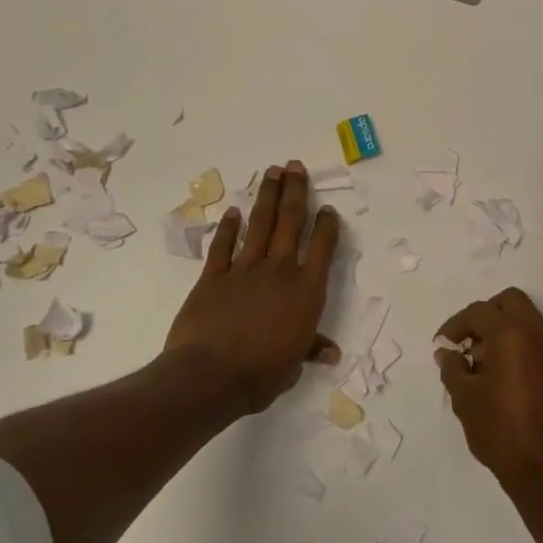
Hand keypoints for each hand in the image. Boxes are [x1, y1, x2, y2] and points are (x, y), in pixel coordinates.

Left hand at [165, 161, 340, 412]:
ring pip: (260, 224)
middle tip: (296, 166)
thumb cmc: (261, 374)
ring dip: (267, 196)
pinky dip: (228, 228)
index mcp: (306, 290)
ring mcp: (244, 269)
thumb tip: (331, 352)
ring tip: (272, 172)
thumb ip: (310, 348)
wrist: (210, 376)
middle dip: (295, 191)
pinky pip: (223, 246)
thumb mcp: (293, 364)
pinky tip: (234, 212)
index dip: (327, 224)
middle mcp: (279, 270)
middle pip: (290, 221)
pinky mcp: (214, 276)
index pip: (322, 246)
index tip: (328, 208)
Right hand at [434, 288, 542, 496]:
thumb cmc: (500, 431)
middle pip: (510, 302)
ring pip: (529, 318)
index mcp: (512, 334)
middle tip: (468, 342)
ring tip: (484, 363)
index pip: (479, 312)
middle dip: (486, 315)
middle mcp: (540, 332)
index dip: (456, 325)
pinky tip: (505, 374)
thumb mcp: (465, 399)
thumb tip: (447, 352)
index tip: (442, 345)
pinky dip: (522, 343)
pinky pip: (541, 339)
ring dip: (505, 329)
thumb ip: (453, 367)